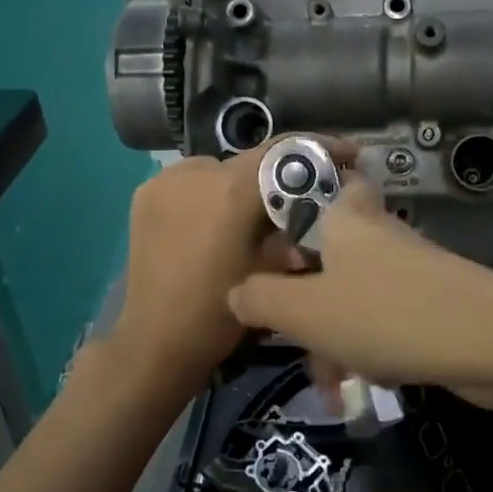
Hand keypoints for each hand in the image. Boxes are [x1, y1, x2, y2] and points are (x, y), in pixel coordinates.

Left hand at [106, 136, 355, 398]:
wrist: (156, 342)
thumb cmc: (222, 313)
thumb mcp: (274, 270)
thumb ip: (296, 227)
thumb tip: (318, 206)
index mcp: (231, 189)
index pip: (285, 149)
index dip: (320, 148)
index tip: (347, 155)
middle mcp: (196, 172)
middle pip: (252, 160)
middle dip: (278, 176)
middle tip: (296, 200)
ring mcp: (165, 180)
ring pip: (219, 169)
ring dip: (240, 185)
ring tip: (251, 215)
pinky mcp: (145, 194)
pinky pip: (190, 181)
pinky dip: (209, 193)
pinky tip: (214, 221)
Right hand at [226, 180, 492, 407]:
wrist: (492, 341)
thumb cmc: (386, 315)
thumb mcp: (305, 312)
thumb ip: (260, 299)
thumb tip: (236, 290)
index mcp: (339, 218)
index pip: (304, 188)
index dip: (278, 218)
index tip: (262, 260)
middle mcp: (371, 232)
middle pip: (321, 252)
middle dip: (301, 300)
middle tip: (291, 333)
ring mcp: (403, 265)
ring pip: (347, 293)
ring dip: (330, 339)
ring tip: (329, 387)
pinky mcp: (426, 298)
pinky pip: (378, 316)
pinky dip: (363, 348)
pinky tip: (360, 386)